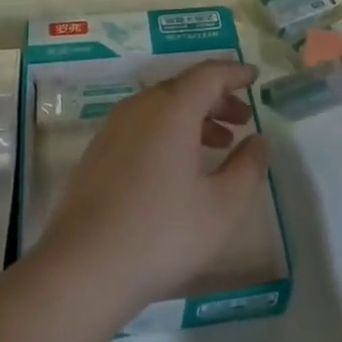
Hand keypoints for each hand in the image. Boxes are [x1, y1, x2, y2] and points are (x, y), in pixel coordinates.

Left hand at [35, 60, 269, 308]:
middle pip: (184, 87)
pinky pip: (142, 125)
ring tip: (218, 144)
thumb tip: (259, 140)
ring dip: (194, 117)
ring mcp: (113, 129)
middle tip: (243, 119)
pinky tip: (179, 166)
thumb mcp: (222, 206)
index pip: (209, 74)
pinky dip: (168, 131)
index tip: (254, 77)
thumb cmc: (162, 233)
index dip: (235, 73)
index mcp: (172, 109)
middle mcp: (140, 107)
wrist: (83, 269)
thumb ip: (247, 167)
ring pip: (161, 107)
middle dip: (217, 98)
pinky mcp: (97, 153)